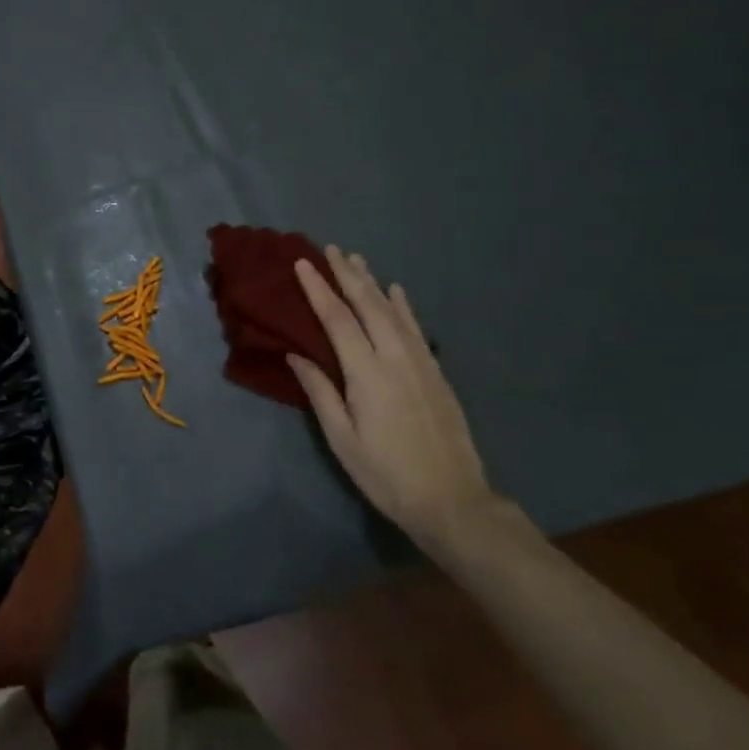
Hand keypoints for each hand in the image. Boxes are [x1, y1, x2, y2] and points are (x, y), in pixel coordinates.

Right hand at [290, 247, 505, 553]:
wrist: (452, 499)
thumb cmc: (385, 474)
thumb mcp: (342, 439)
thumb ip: (319, 392)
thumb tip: (296, 354)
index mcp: (367, 373)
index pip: (337, 319)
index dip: (318, 289)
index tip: (302, 263)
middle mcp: (396, 358)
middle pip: (368, 305)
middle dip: (347, 275)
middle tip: (329, 249)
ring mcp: (421, 362)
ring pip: (394, 311)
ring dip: (373, 283)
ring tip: (357, 260)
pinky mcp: (436, 372)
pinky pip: (416, 328)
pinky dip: (404, 305)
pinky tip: (396, 290)